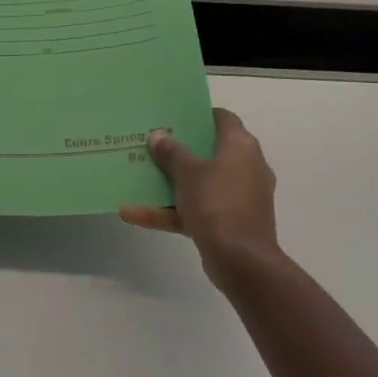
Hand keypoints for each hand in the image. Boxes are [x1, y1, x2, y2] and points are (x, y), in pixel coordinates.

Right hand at [120, 108, 280, 287]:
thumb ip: (171, 152)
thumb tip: (159, 135)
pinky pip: (195, 210)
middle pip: (209, 151)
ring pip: (199, 183)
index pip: (223, 118)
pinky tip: (132, 214)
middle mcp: (245, 168)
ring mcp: (237, 198)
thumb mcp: (188, 172)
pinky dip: (170, 211)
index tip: (173, 115)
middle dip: (180, 149)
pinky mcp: (228, 223)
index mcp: (241, 147)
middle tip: (152, 142)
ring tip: (138, 175)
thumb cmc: (217, 203)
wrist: (241, 261)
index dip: (199, 114)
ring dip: (170, 182)